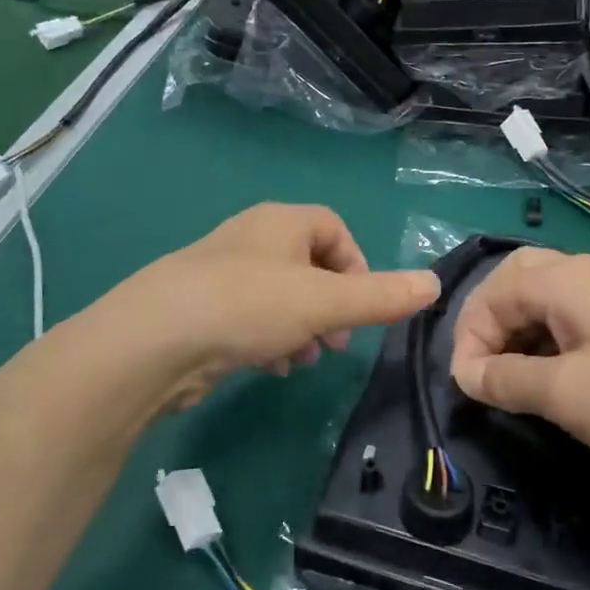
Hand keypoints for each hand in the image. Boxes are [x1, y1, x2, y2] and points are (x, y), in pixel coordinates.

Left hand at [96, 204, 438, 409]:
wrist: (154, 339)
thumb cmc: (248, 306)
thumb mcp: (326, 303)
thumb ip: (382, 296)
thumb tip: (435, 284)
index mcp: (281, 223)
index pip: (333, 228)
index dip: (356, 265)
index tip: (363, 305)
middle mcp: (251, 239)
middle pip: (308, 265)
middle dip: (330, 305)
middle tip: (336, 341)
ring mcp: (221, 273)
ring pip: (279, 296)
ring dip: (301, 327)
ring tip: (303, 359)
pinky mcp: (201, 308)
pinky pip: (249, 317)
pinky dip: (268, 339)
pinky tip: (268, 367)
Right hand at [449, 248, 589, 486]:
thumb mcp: (566, 393)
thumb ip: (506, 380)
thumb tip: (466, 374)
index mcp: (564, 279)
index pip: (492, 293)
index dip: (469, 338)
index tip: (469, 387)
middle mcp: (588, 276)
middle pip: (518, 283)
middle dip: (492, 325)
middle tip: (485, 369)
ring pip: (549, 304)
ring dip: (522, 337)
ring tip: (517, 383)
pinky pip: (578, 324)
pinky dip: (553, 347)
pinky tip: (559, 385)